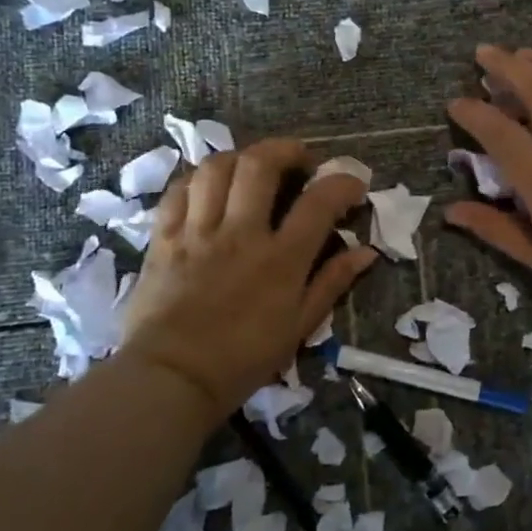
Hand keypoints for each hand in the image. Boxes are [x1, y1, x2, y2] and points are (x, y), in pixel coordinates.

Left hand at [117, 139, 376, 416]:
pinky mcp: (164, 238)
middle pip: (260, 166)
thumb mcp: (299, 327)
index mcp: (280, 259)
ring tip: (253, 168)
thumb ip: (332, 282)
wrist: (171, 380)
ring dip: (241, 157)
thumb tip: (367, 252)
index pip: (319, 201)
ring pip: (216, 168)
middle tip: (299, 160)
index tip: (352, 185)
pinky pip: (178, 191)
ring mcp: (198, 232)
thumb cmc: (243, 359)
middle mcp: (240, 234)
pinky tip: (210, 187)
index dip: (342, 182)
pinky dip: (198, 179)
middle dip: (286, 150)